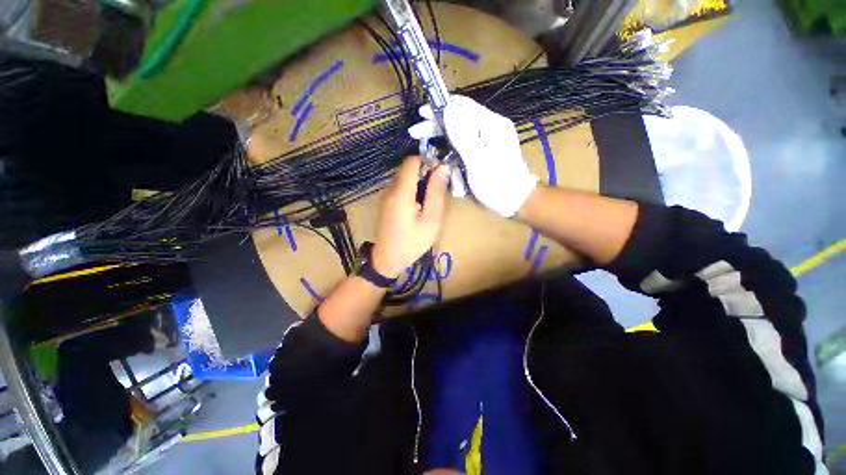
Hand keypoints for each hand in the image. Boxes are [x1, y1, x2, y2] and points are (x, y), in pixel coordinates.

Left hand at [371, 156, 448, 277]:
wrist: (387, 260)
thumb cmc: (412, 243)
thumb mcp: (431, 220)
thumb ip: (436, 192)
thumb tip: (442, 167)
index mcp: (401, 192)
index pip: (412, 161)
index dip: (428, 161)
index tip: (441, 173)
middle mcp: (390, 189)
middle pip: (408, 169)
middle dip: (425, 173)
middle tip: (438, 191)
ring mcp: (385, 195)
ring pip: (404, 178)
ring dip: (419, 182)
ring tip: (429, 201)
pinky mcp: (385, 202)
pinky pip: (400, 188)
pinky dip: (412, 190)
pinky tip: (418, 207)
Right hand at [409, 95, 536, 216]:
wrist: (517, 202)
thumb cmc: (498, 184)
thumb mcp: (478, 162)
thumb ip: (463, 136)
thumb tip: (447, 109)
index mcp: (491, 125)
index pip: (463, 106)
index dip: (440, 107)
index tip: (421, 114)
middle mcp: (489, 128)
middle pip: (458, 120)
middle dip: (437, 127)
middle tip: (416, 133)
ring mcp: (486, 141)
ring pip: (458, 136)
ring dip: (445, 147)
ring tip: (434, 159)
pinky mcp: (483, 152)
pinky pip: (463, 149)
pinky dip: (454, 158)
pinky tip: (450, 168)